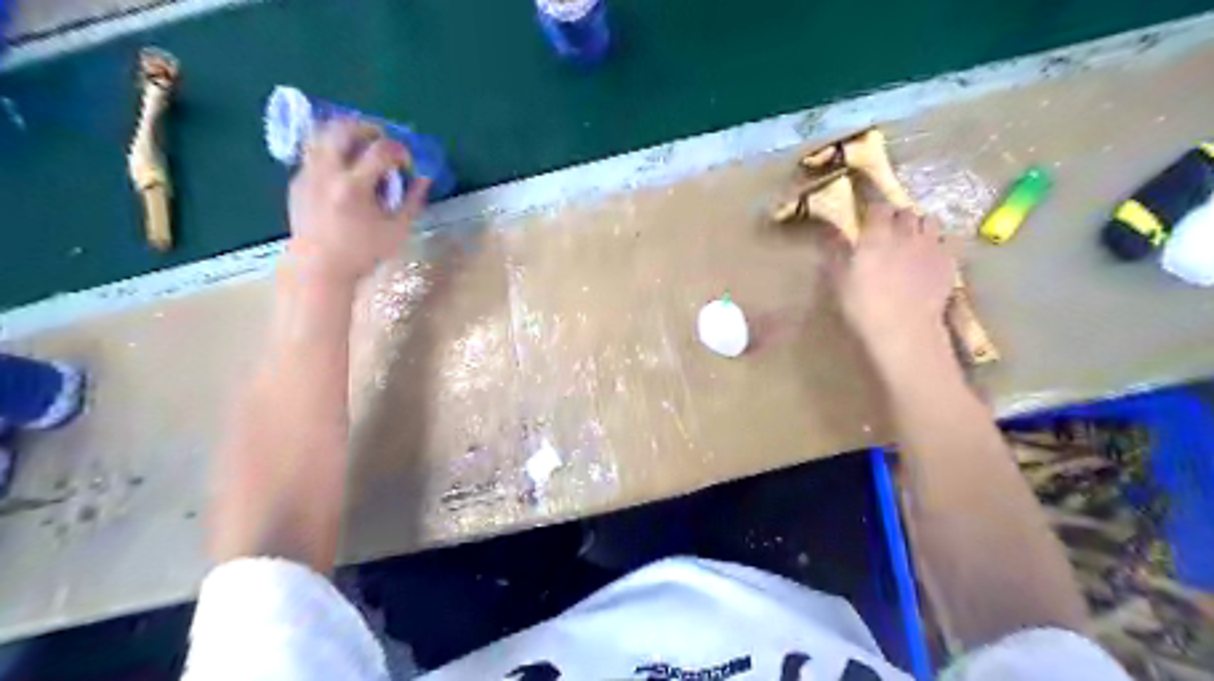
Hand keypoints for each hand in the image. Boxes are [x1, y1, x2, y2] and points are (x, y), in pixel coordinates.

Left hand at [285, 119, 429, 286]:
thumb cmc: (362, 253)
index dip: (399, 150)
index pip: (381, 151)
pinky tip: (344, 170)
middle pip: (343, 129)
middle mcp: (327, 173)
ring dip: (345, 134)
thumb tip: (424, 179)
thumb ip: (413, 202)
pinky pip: (314, 153)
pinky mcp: (297, 181)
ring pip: (322, 135)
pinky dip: (332, 152)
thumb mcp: (397, 231)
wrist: (319, 269)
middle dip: (367, 128)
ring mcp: (307, 174)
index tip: (407, 161)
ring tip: (361, 146)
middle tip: (382, 138)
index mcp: (354, 187)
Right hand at [836, 206, 958, 354]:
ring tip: (913, 238)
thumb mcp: (840, 280)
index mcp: (876, 235)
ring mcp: (931, 245)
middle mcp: (906, 232)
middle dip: (897, 217)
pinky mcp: (950, 260)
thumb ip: (836, 252)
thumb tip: (830, 230)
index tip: (867, 219)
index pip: (878, 208)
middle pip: (905, 211)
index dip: (873, 211)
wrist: (904, 328)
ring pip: (930, 220)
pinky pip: (951, 238)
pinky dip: (942, 240)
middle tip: (889, 231)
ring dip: (921, 224)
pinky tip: (934, 252)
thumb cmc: (864, 307)